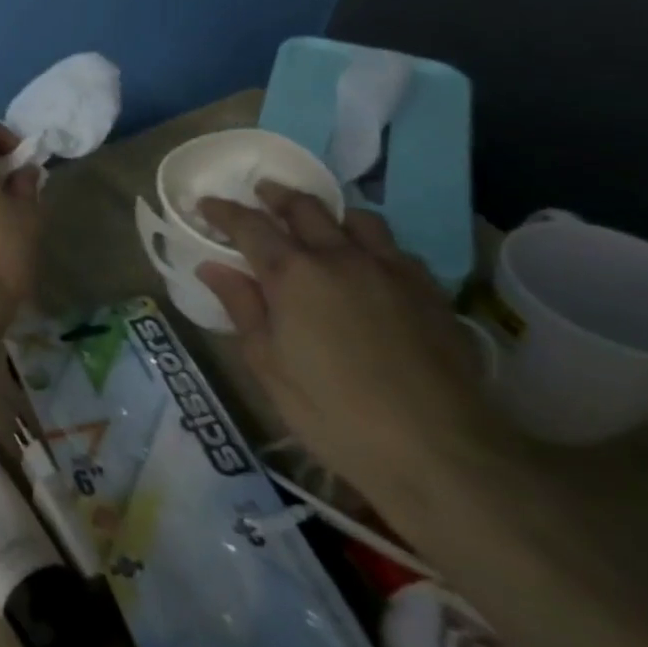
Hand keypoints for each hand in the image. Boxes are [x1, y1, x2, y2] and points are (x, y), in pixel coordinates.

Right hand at [196, 184, 505, 506]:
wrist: (441, 452)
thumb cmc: (333, 410)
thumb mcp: (268, 364)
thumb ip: (241, 307)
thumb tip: (213, 267)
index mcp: (293, 273)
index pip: (249, 225)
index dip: (223, 211)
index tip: (205, 205)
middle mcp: (341, 258)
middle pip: (305, 208)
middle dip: (276, 196)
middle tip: (259, 194)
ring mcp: (392, 272)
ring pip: (358, 219)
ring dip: (330, 214)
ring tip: (316, 224)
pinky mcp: (430, 293)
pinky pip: (396, 249)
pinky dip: (370, 244)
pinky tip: (366, 265)